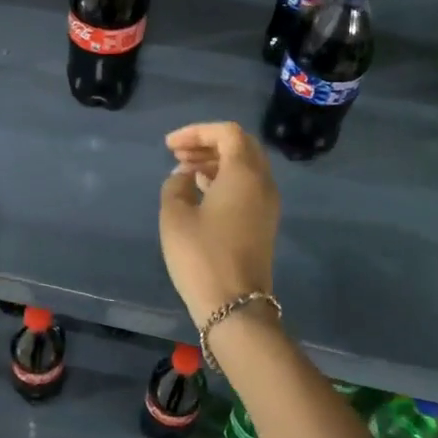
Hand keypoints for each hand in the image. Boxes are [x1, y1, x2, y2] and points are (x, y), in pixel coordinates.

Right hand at [158, 122, 279, 326]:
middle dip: (208, 143)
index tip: (170, 145)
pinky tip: (200, 189)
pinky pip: (247, 185)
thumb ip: (175, 185)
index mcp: (244, 173)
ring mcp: (268, 204)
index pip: (227, 133)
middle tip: (178, 154)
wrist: (235, 306)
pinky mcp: (264, 222)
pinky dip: (225, 178)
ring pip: (245, 166)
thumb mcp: (175, 216)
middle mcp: (263, 182)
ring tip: (184, 170)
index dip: (196, 132)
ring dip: (216, 161)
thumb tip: (184, 176)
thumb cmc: (201, 255)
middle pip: (240, 146)